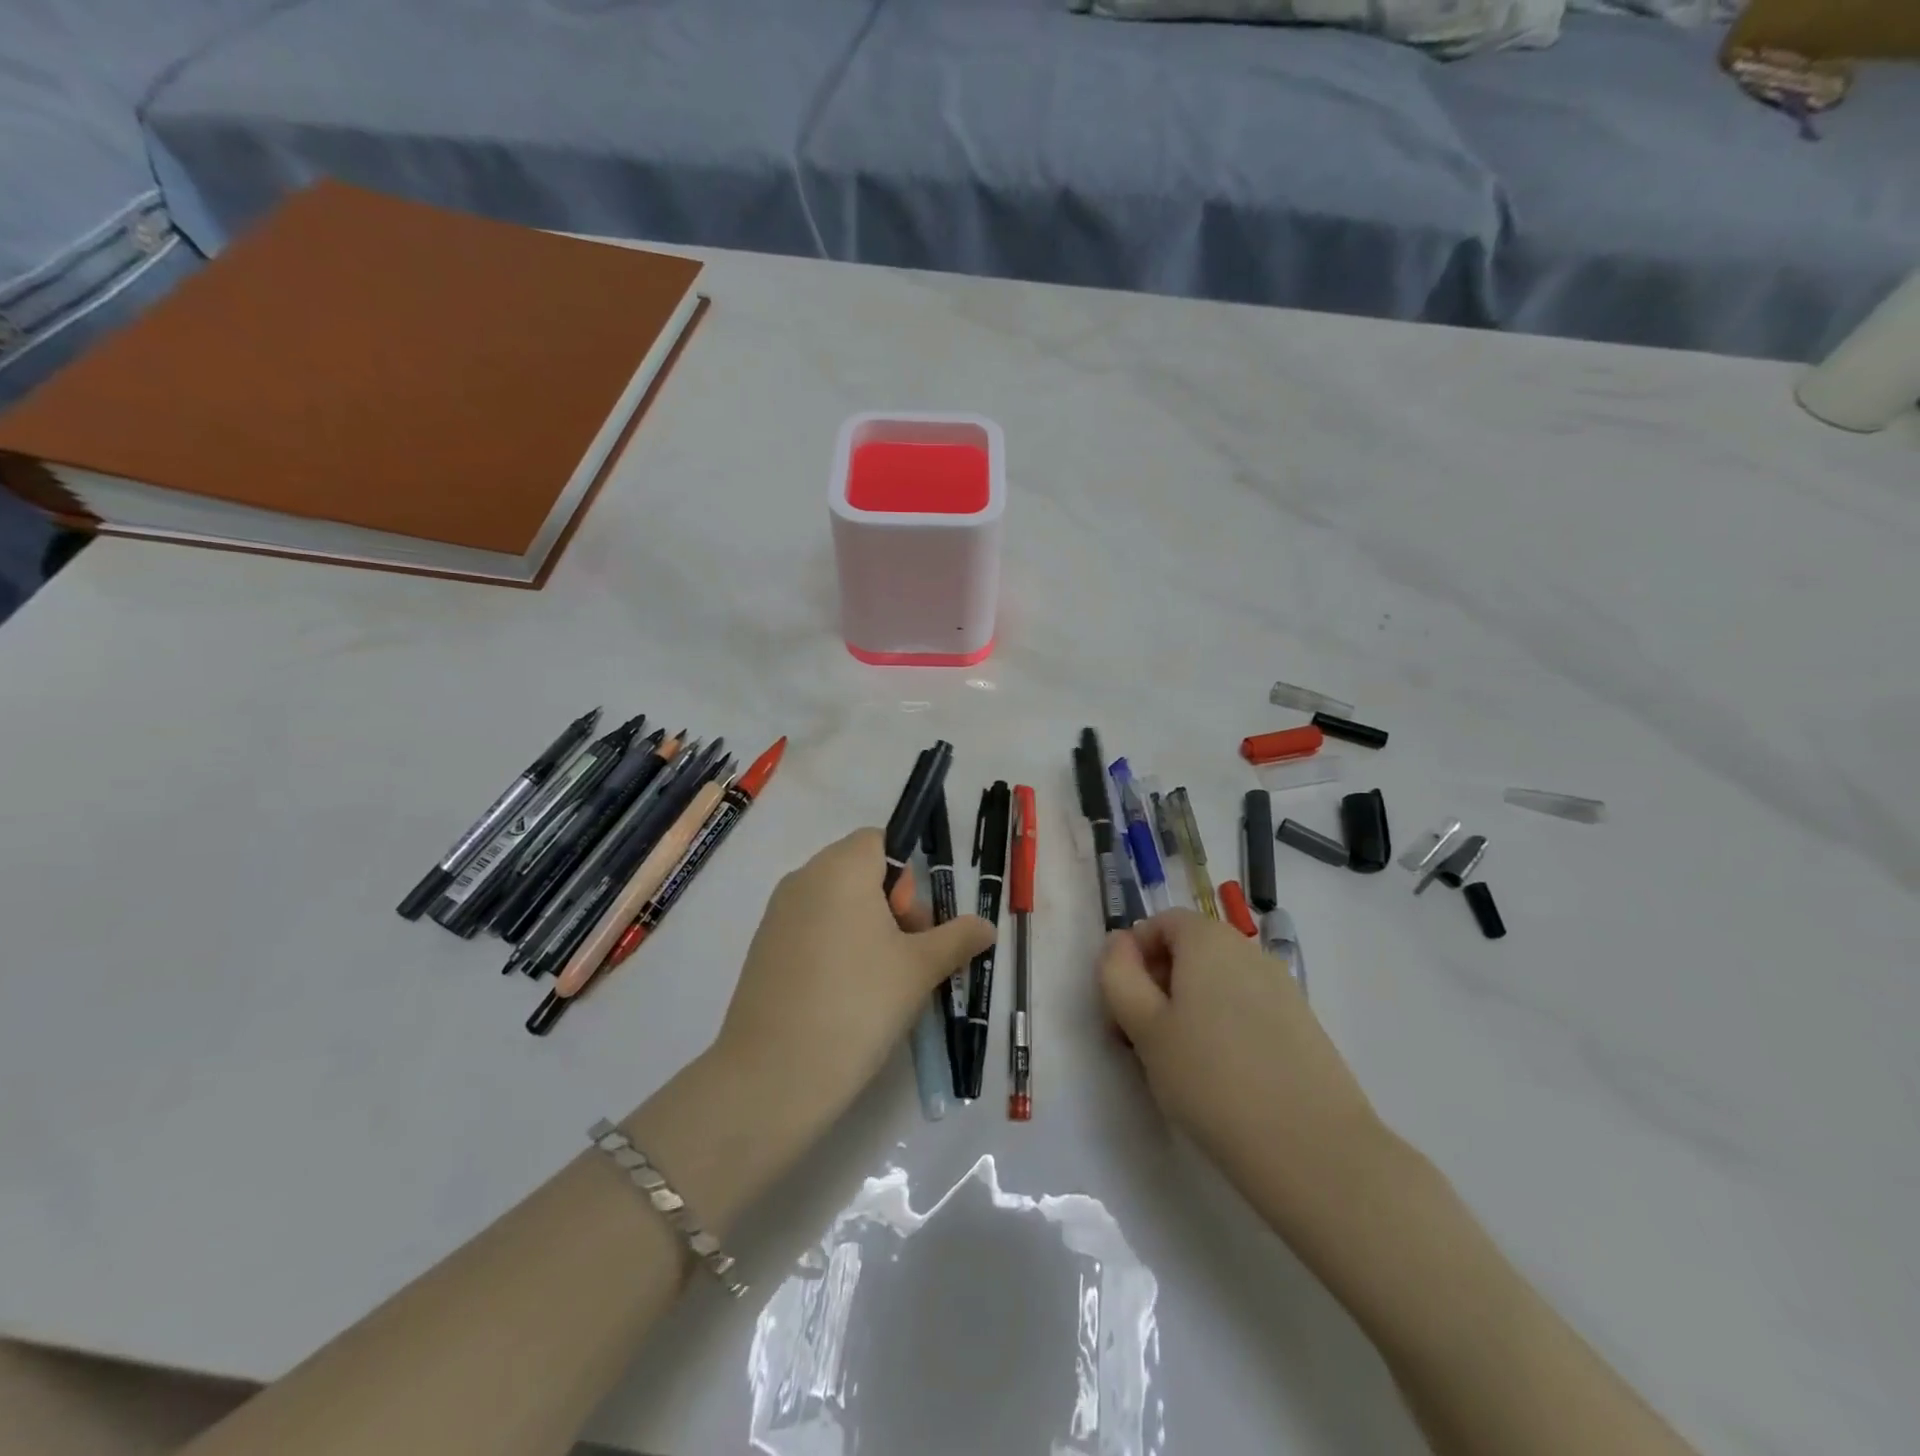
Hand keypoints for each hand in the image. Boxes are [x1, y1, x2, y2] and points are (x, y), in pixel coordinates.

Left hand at [712, 828, 994, 1150]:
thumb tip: (985, 926)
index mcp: (841, 868)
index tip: (913, 925)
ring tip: (879, 982)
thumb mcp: (920, 969)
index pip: (880, 840)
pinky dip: (834, 949)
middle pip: (859, 870)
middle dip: (891, 905)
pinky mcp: (763, 950)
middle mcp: (803, 879)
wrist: (774, 1075)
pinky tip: (844, 997)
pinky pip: (810, 930)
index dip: (906, 877)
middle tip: (905, 956)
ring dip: (865, 929)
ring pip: (835, 903)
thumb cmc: (859, 1004)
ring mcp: (777, 915)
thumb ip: (958, 938)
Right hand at [1098, 910, 1388, 1232]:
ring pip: (1217, 982)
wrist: (1313, 1150)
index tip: (1123, 1006)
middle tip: (1143, 1038)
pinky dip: (1223, 1026)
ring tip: (1180, 1062)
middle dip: (1158, 983)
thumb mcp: (1144, 1026)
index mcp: (1208, 939)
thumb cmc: (1211, 1079)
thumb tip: (1118, 943)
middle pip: (1189, 950)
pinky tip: (1222, 1076)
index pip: (1160, 923)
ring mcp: (1281, 986)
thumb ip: (1118, 974)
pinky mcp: (1302, 1023)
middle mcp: (1247, 950)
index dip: (1133, 957)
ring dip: (1189, 1007)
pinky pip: (1246, 1008)